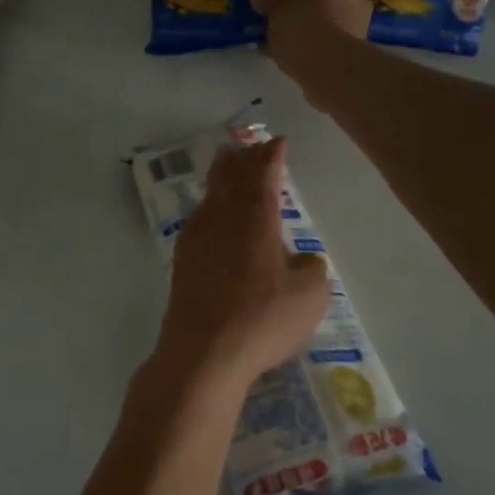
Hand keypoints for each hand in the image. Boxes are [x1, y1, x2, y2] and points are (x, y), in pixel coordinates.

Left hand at [146, 138, 330, 399]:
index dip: (272, 154)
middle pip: (230, 173)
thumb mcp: (310, 294)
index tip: (279, 142)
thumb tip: (302, 258)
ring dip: (224, 176)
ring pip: (211, 192)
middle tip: (252, 147)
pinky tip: (214, 216)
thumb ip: (311, 266)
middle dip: (244, 157)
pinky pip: (200, 216)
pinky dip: (212, 205)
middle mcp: (222, 215)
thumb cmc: (263, 319)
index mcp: (255, 215)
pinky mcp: (182, 258)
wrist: (203, 352)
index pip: (264, 171)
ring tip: (230, 167)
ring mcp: (197, 235)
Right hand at [253, 0, 369, 93]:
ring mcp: (355, 18)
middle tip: (269, 24)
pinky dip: (311, 44)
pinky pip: (326, 39)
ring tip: (279, 43)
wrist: (334, 71)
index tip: (256, 7)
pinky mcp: (357, 44)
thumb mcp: (275, 15)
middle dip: (289, 10)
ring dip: (301, 28)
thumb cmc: (302, 34)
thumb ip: (266, 2)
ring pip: (319, 19)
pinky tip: (295, 55)